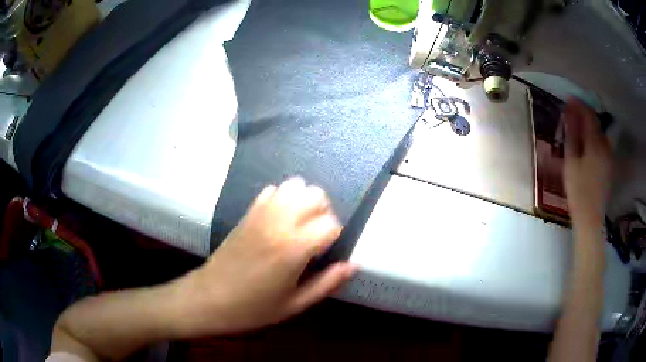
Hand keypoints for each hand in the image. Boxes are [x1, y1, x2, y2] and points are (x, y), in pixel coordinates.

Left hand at [184, 178, 356, 333]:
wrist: (208, 299)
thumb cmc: (252, 309)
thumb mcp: (294, 305)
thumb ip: (327, 283)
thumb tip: (353, 265)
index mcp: (293, 249)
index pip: (331, 224)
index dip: (335, 237)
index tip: (326, 252)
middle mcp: (279, 224)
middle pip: (315, 196)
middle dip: (323, 213)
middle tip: (315, 237)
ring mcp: (260, 214)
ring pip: (294, 186)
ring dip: (304, 201)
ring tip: (300, 224)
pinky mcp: (247, 214)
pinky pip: (271, 192)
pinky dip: (283, 198)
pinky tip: (280, 218)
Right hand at [563, 98, 611, 229]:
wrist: (590, 217)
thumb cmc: (578, 190)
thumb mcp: (571, 161)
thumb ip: (572, 135)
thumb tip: (569, 113)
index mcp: (596, 143)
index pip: (589, 115)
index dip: (579, 105)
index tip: (569, 99)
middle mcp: (605, 146)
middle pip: (596, 122)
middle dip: (584, 114)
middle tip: (572, 112)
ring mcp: (609, 156)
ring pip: (600, 133)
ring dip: (590, 125)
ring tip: (579, 126)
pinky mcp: (608, 166)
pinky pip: (602, 143)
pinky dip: (594, 137)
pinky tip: (587, 142)